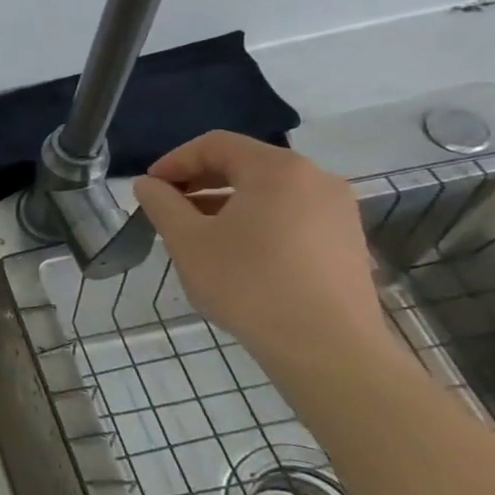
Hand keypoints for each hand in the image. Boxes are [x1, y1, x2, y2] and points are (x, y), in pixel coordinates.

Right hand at [132, 132, 391, 370]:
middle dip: (199, 182)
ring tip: (196, 234)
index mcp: (277, 169)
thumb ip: (162, 204)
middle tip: (168, 208)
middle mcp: (316, 180)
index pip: (216, 145)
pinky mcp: (347, 242)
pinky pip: (291, 216)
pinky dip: (256, 222)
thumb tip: (148, 184)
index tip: (149, 187)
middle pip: (245, 165)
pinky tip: (235, 255)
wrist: (327, 348)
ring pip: (269, 193)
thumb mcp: (187, 241)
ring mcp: (338, 212)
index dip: (175, 161)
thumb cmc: (248, 284)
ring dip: (225, 204)